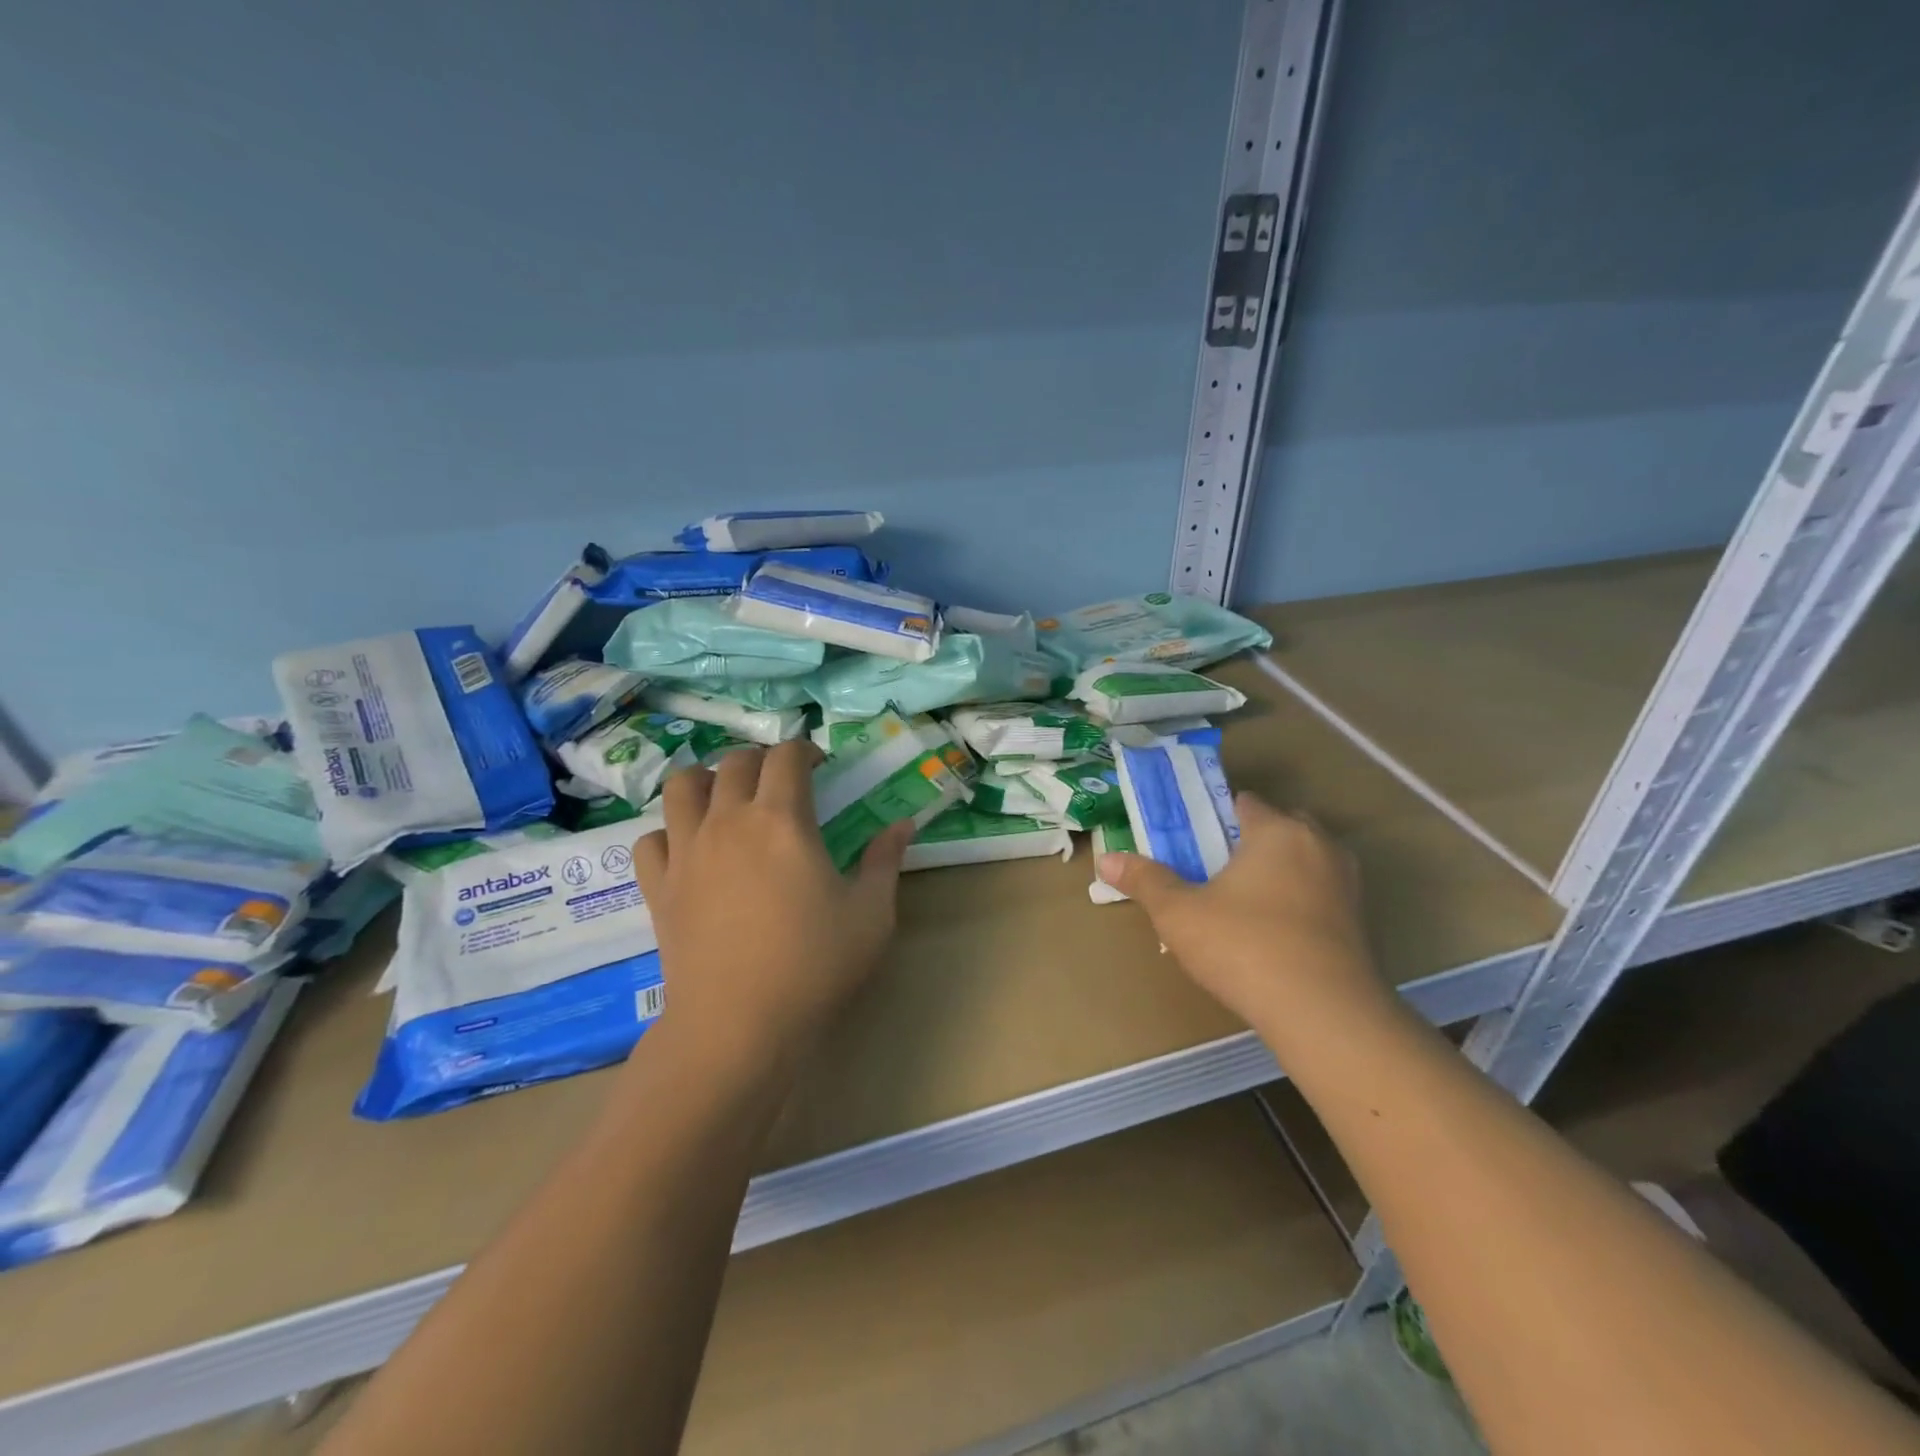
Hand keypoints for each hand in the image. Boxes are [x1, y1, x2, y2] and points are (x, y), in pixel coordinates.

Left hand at [632, 742, 911, 1081]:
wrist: (737, 1025)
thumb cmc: (813, 965)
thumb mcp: (871, 914)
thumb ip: (885, 861)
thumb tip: (903, 825)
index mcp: (781, 820)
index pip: (787, 756)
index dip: (805, 750)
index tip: (820, 765)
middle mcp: (728, 821)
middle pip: (735, 762)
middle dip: (761, 760)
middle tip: (781, 783)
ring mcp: (686, 852)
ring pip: (682, 786)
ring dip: (707, 780)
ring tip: (728, 800)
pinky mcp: (659, 886)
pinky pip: (652, 838)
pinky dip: (669, 832)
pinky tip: (690, 849)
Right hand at [1098, 793, 1388, 1033]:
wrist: (1325, 1014)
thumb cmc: (1245, 946)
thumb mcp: (1180, 913)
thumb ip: (1145, 881)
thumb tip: (1106, 858)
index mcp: (1276, 830)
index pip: (1246, 802)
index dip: (1217, 816)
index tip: (1195, 840)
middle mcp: (1318, 845)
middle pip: (1281, 827)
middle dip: (1252, 841)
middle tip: (1217, 871)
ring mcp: (1346, 884)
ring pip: (1305, 862)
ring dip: (1280, 873)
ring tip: (1244, 904)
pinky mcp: (1361, 922)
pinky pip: (1321, 896)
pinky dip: (1300, 904)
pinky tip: (1274, 934)